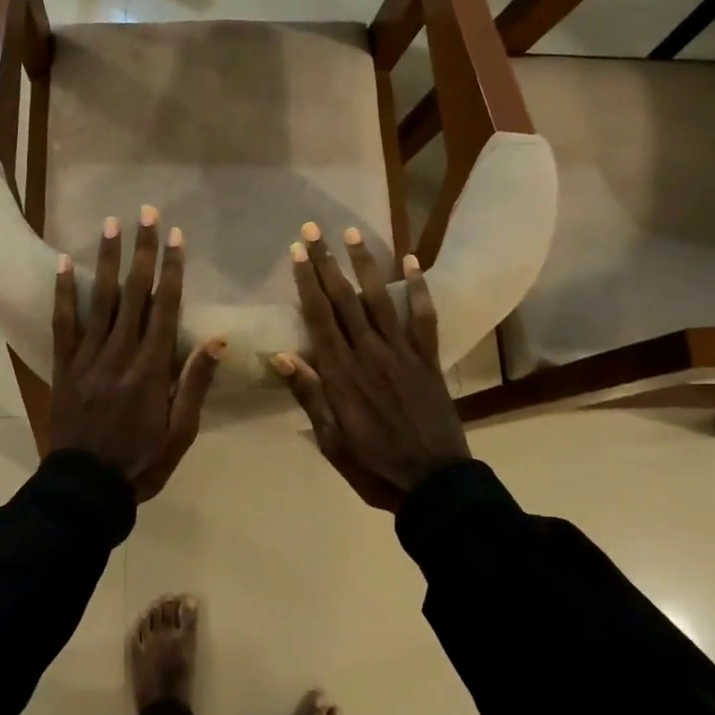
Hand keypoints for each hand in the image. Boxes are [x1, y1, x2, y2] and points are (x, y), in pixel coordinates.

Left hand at [50, 206, 226, 501]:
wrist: (85, 490)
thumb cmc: (141, 462)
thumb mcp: (181, 432)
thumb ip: (195, 383)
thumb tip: (218, 340)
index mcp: (152, 368)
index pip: (165, 307)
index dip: (172, 269)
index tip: (176, 236)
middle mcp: (120, 353)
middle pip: (134, 292)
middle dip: (142, 250)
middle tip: (145, 213)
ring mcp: (88, 357)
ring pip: (99, 299)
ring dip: (106, 259)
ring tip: (111, 224)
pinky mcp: (64, 366)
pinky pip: (63, 323)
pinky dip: (63, 292)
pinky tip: (62, 263)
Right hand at [273, 224, 469, 511]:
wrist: (434, 484)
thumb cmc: (374, 466)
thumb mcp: (331, 440)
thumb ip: (309, 395)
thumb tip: (280, 355)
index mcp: (342, 374)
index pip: (319, 317)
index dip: (307, 282)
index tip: (297, 251)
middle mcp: (369, 353)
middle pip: (344, 300)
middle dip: (327, 263)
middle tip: (314, 229)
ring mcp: (402, 353)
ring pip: (380, 300)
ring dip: (365, 265)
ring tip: (353, 233)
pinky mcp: (428, 359)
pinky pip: (424, 318)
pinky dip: (419, 289)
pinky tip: (413, 261)